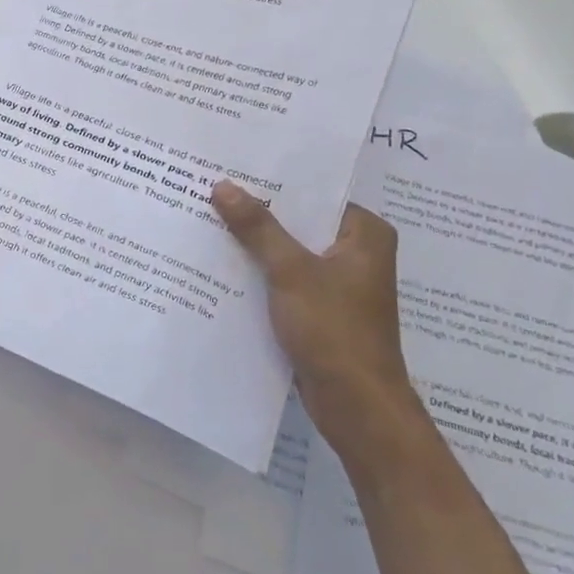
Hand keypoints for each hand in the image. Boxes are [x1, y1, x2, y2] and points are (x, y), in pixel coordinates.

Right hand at [211, 182, 428, 466]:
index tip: (233, 167)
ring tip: (209, 220)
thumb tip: (223, 186)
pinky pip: (285, 279)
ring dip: (256, 244)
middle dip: (258, 213)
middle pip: (300, 222)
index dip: (274, 182)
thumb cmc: (334, 329)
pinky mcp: (320, 310)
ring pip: (290, 252)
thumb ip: (257, 228)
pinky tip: (222, 264)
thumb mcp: (291, 271)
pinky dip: (260, 273)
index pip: (316, 194)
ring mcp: (338, 284)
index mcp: (365, 235)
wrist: (355, 406)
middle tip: (212, 190)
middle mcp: (356, 253)